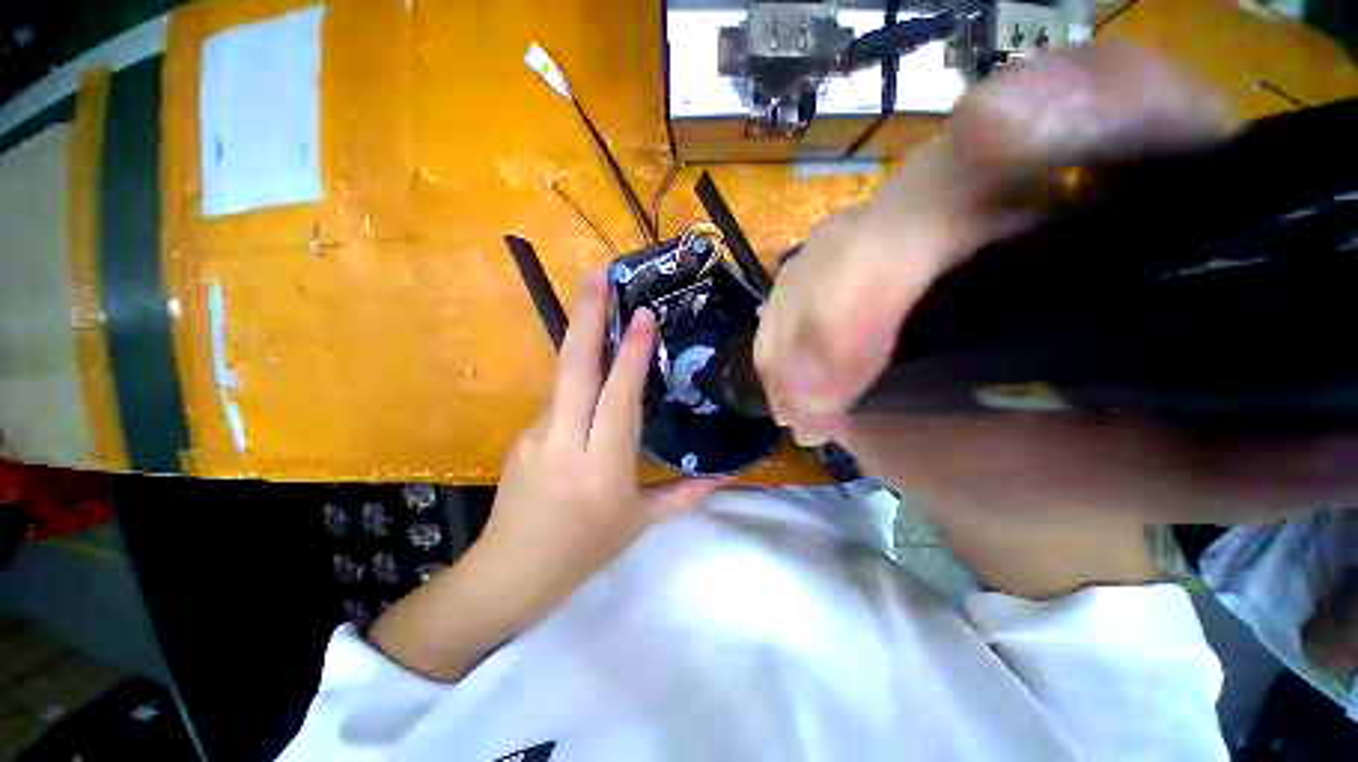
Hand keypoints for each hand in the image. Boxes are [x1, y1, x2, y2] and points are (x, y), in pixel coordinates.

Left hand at [369, 270, 721, 679]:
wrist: (510, 574)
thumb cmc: (583, 552)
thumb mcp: (640, 524)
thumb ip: (684, 495)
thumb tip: (723, 475)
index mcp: (602, 468)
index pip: (618, 398)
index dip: (631, 354)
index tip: (642, 314)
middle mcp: (565, 443)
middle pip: (574, 368)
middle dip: (586, 315)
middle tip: (597, 274)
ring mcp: (535, 436)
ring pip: (564, 379)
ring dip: (582, 340)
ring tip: (598, 304)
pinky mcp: (520, 436)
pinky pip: (558, 400)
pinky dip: (578, 382)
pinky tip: (592, 380)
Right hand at [754, 44, 1357, 530]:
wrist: (1002, 465)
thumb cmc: (1092, 467)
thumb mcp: (1184, 465)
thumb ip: (1268, 450)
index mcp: (1115, 216)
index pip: (1109, 104)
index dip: (1066, 102)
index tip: (1012, 126)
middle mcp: (993, 208)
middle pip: (913, 198)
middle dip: (859, 288)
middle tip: (824, 392)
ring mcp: (898, 245)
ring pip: (830, 250)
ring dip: (803, 326)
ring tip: (801, 406)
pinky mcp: (840, 284)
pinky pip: (791, 293)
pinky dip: (778, 339)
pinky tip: (787, 390)